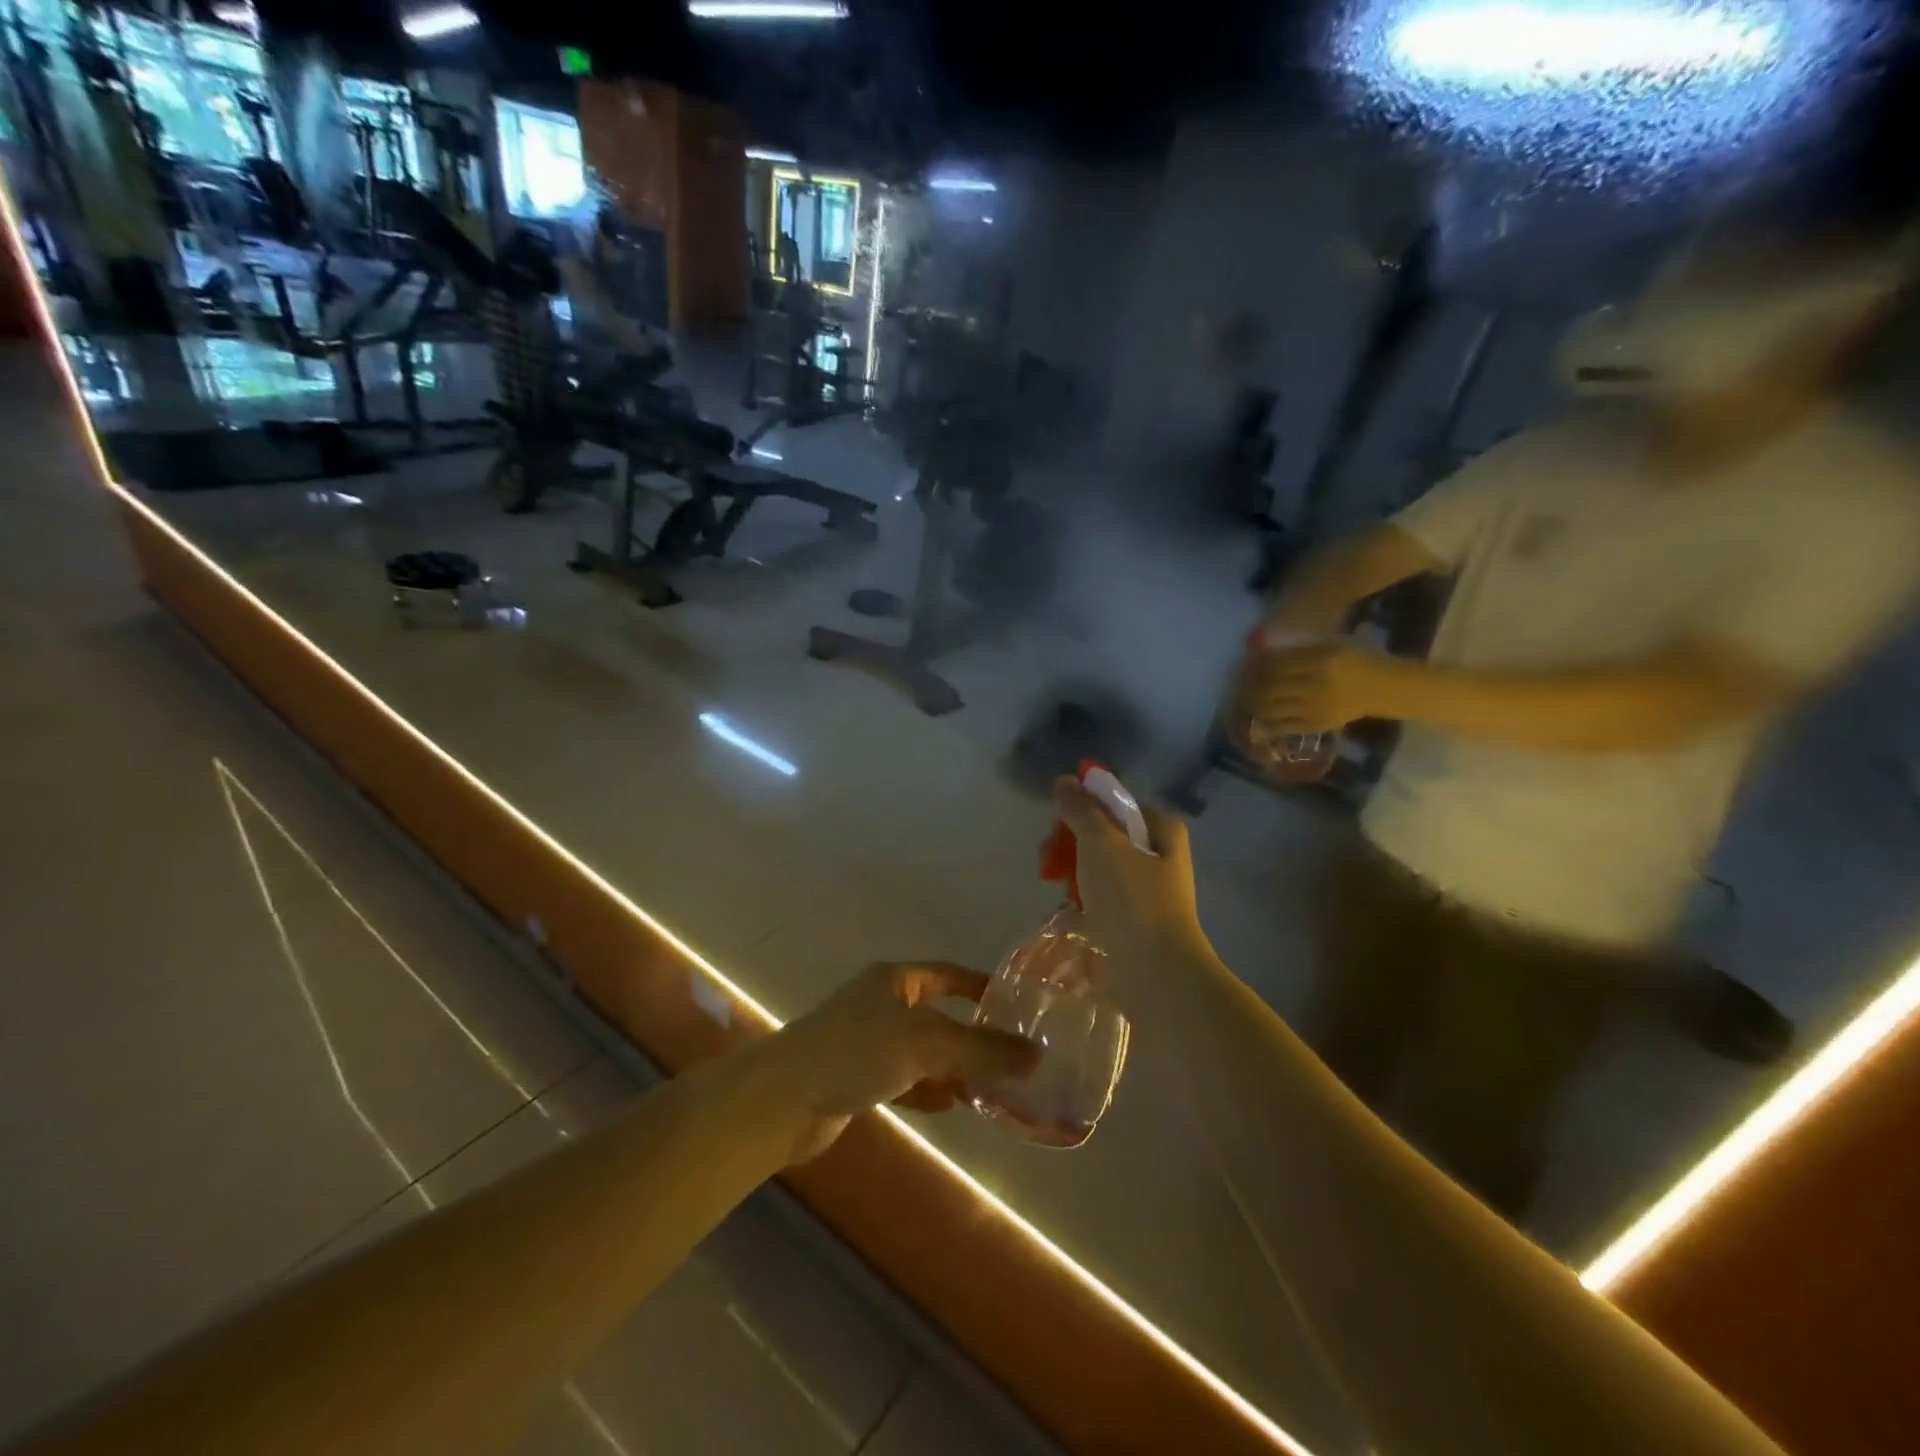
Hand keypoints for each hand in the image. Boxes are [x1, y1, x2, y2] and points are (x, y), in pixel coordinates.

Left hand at [768, 961, 1039, 1164]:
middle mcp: (881, 1003)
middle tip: (1011, 1055)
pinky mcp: (855, 1077)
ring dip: (952, 1066)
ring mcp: (866, 1041)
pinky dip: (927, 1089)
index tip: (1017, 1004)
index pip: (949, 974)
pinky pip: (903, 1078)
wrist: (783, 1098)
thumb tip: (1036, 1057)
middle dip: (972, 1034)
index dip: (982, 985)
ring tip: (990, 1086)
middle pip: (938, 1014)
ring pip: (922, 1050)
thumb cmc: (856, 1051)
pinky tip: (950, 1104)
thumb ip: (980, 1050)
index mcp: (896, 980)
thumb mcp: (926, 1043)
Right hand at [1051, 777, 1204, 966]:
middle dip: (1073, 842)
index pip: (1116, 803)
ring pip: (1102, 866)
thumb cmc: (1131, 900)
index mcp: (1162, 830)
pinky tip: (1069, 909)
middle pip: (1106, 834)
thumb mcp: (1101, 843)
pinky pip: (1103, 896)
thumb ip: (1080, 809)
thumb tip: (1065, 780)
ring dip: (1075, 871)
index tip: (1058, 825)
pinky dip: (1085, 898)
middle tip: (1049, 860)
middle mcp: (1161, 856)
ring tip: (1057, 888)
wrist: (1156, 973)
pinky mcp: (1137, 920)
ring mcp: (1150, 890)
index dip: (1084, 808)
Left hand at [1241, 640, 1407, 735]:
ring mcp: (1315, 708)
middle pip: (1267, 686)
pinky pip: (1281, 727)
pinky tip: (1257, 717)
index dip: (1255, 664)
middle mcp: (1316, 685)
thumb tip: (1261, 655)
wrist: (1384, 689)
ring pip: (1269, 707)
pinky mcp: (1316, 725)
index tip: (1246, 663)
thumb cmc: (1356, 662)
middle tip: (1240, 682)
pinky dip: (1264, 723)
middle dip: (1247, 684)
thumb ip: (1298, 651)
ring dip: (1251, 703)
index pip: (1276, 663)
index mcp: (1321, 660)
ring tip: (1245, 698)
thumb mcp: (1331, 646)